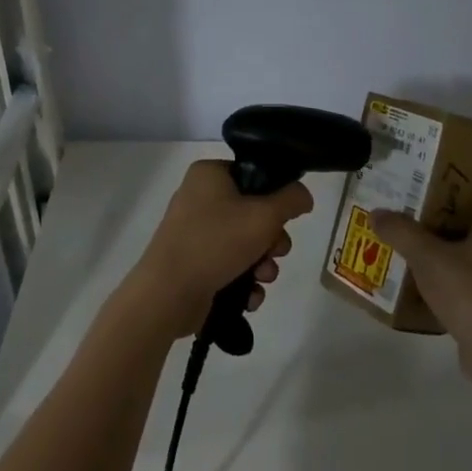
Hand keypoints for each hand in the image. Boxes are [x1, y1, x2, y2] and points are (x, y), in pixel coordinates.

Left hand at [122, 160, 313, 341]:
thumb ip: (291, 200)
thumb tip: (303, 195)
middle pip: (253, 212)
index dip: (275, 196)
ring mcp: (194, 232)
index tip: (286, 217)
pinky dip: (243, 280)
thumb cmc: (216, 242)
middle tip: (276, 251)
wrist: (168, 294)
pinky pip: (229, 265)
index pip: (253, 175)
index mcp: (209, 174)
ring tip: (262, 278)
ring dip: (262, 263)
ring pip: (244, 242)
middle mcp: (199, 197)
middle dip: (272, 239)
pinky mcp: (194, 263)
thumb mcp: (264, 216)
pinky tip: (249, 296)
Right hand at [372, 182, 471, 398]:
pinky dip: (435, 275)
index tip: (421, 172)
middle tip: (398, 203)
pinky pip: (456, 278)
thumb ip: (401, 232)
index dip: (451, 175)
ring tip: (396, 237)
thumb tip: (377, 213)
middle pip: (463, 216)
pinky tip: (407, 276)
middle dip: (431, 210)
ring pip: (457, 249)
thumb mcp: (429, 257)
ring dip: (430, 244)